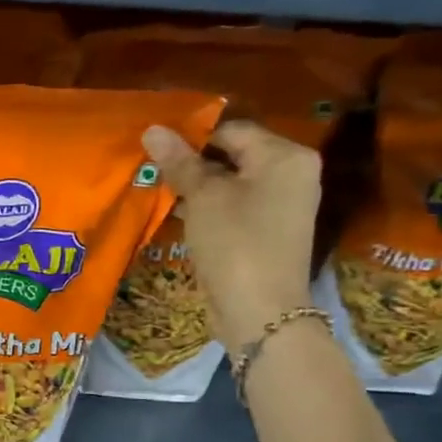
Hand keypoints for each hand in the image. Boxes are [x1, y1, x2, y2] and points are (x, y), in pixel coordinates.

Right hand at [141, 120, 320, 348]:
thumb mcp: (203, 197)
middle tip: (150, 166)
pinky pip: (232, 207)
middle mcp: (290, 174)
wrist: (260, 312)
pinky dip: (206, 207)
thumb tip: (152, 128)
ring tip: (156, 187)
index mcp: (285, 156)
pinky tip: (175, 212)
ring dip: (194, 186)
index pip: (231, 129)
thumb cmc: (235, 243)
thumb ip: (179, 161)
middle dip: (191, 161)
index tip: (154, 147)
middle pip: (232, 154)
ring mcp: (280, 205)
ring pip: (229, 182)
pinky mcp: (265, 231)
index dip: (191, 135)